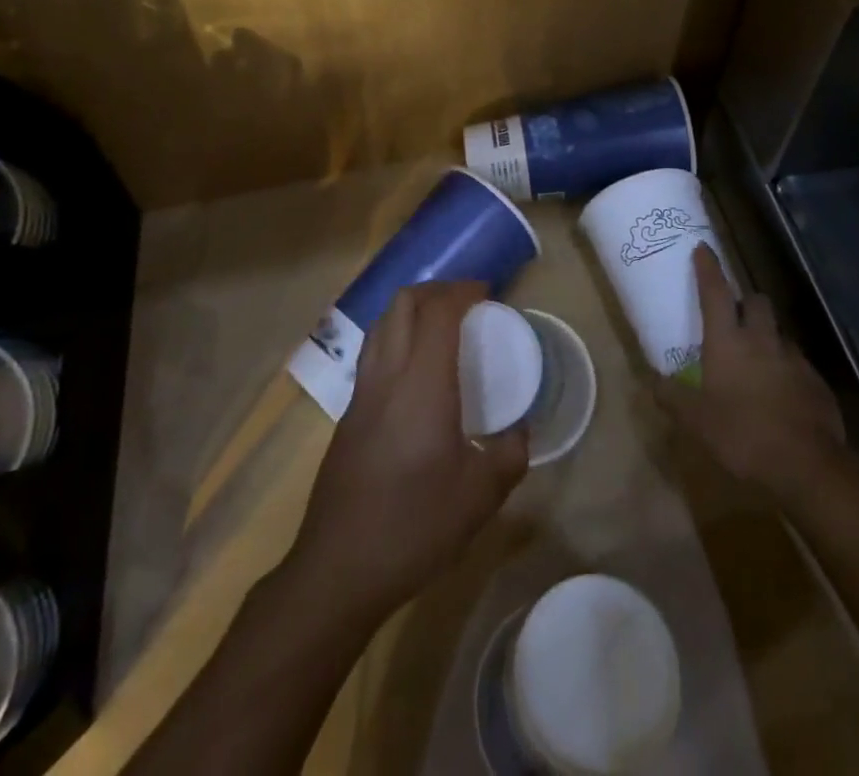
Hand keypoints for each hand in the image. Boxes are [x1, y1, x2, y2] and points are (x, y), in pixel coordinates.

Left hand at [291, 281, 527, 622]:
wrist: (338, 569)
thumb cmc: (415, 526)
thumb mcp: (481, 496)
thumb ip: (510, 454)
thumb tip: (519, 431)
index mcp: (422, 384)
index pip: (438, 311)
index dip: (463, 291)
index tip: (488, 293)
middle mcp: (387, 375)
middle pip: (403, 303)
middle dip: (436, 289)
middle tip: (466, 301)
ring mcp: (360, 394)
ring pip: (381, 324)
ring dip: (411, 310)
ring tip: (440, 326)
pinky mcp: (347, 415)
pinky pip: (372, 353)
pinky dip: (396, 338)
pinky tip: (415, 371)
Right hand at [657, 243, 850, 499]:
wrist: (809, 467)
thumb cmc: (743, 436)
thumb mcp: (696, 421)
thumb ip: (671, 397)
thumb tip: (648, 379)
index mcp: (728, 341)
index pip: (715, 292)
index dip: (708, 268)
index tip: (703, 248)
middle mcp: (762, 339)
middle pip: (756, 301)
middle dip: (745, 301)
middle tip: (733, 316)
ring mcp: (794, 359)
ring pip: (778, 332)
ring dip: (766, 336)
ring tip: (756, 359)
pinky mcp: (816, 382)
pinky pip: (797, 363)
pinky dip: (786, 368)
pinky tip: (780, 392)